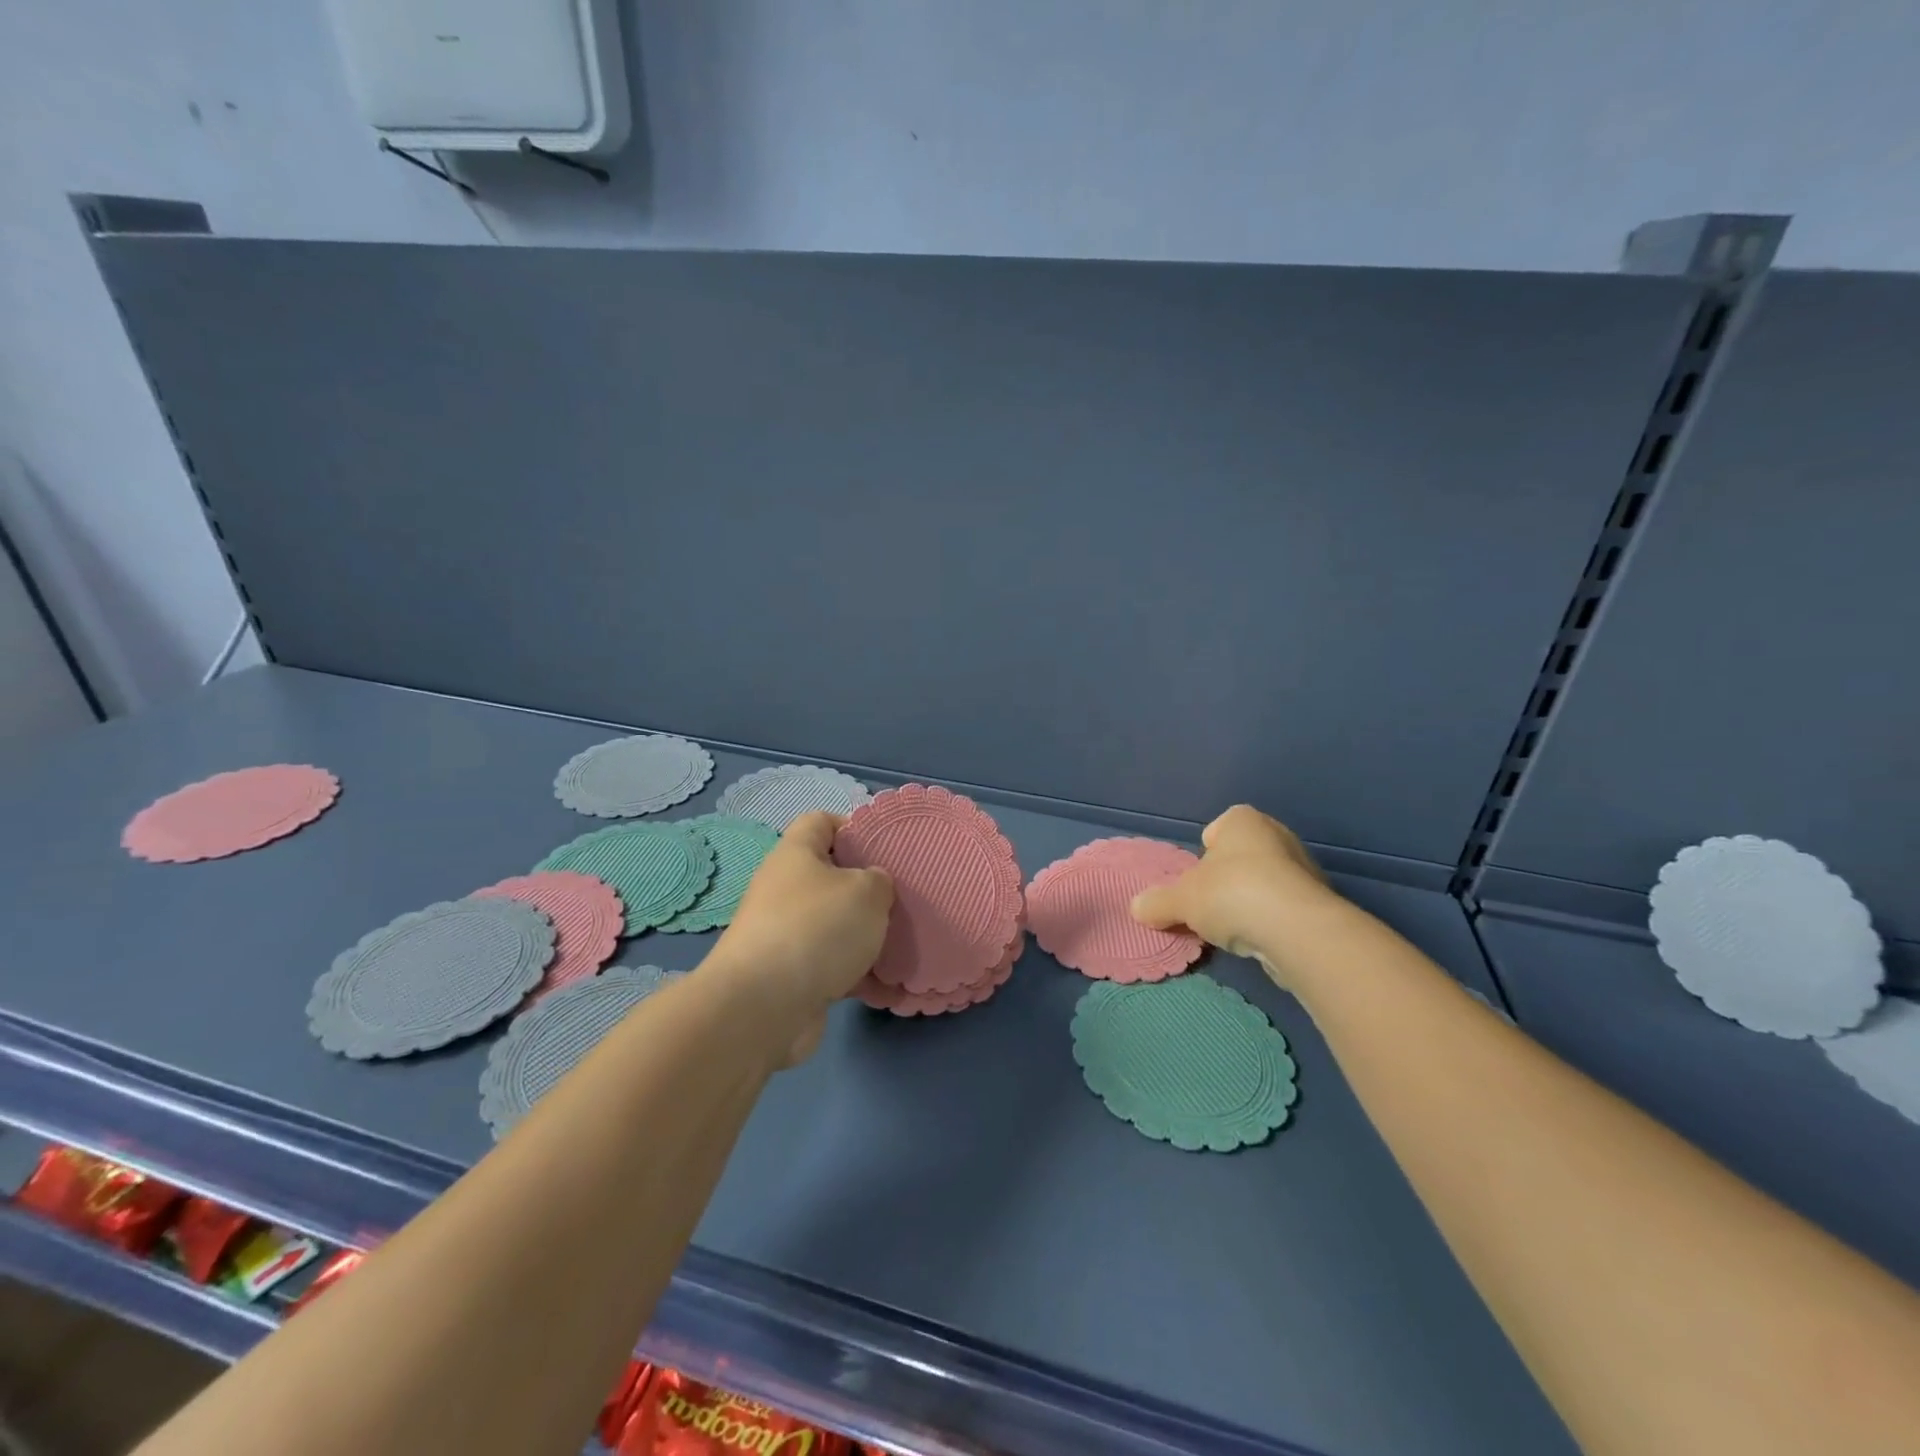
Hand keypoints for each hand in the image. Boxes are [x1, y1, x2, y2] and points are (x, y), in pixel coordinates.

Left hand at [707, 811, 893, 1064]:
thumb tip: (873, 886)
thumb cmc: (816, 929)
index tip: (886, 846)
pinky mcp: (792, 977)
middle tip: (904, 900)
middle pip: (832, 878)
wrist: (762, 1008)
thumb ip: (879, 880)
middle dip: (869, 891)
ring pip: (837, 926)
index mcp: (796, 854)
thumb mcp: (866, 891)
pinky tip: (892, 990)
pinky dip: (860, 977)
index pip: (821, 821)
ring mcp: (785, 935)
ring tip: (906, 948)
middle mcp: (785, 890)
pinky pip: (834, 968)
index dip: (854, 827)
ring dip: (869, 938)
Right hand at [1129, 805, 1340, 990]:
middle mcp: (1277, 836)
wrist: (1296, 930)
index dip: (1206, 851)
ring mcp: (1303, 870)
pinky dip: (1271, 921)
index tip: (1198, 876)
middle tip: (1209, 903)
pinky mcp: (1319, 904)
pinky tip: (1259, 941)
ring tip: (1233, 928)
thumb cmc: (1231, 894)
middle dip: (1226, 877)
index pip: (1219, 827)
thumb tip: (1136, 907)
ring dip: (1250, 901)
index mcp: (1244, 821)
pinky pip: (1284, 907)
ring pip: (1265, 882)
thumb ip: (1158, 902)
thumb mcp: (1181, 900)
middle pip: (1242, 856)